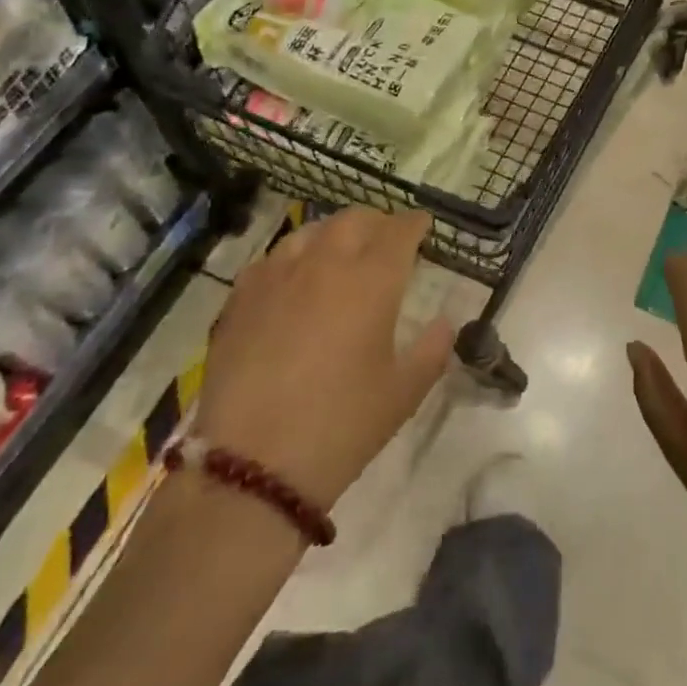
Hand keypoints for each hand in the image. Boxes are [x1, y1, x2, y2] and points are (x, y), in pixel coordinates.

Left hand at [195, 208, 450, 510]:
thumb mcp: (404, 392)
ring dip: (334, 235)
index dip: (415, 224)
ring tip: (340, 255)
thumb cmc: (343, 425)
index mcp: (372, 280)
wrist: (253, 465)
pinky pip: (273, 259)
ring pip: (310, 231)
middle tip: (387, 241)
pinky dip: (294, 259)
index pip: (400, 230)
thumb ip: (432, 349)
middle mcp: (325, 264)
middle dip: (377, 223)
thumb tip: (445, 323)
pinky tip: (294, 282)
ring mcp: (277, 276)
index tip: (424, 227)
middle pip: (354, 220)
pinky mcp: (241, 298)